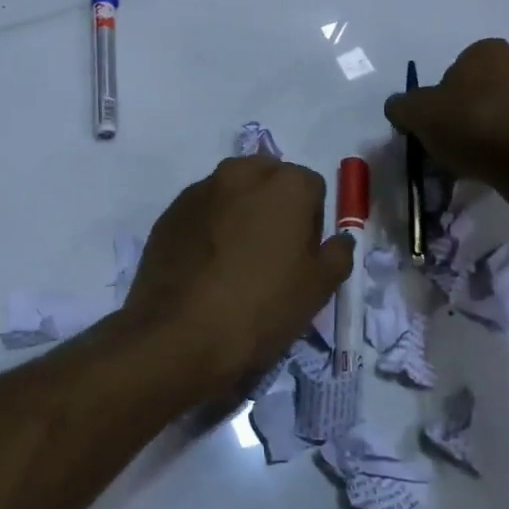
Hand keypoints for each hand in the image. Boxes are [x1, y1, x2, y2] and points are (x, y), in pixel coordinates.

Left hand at [123, 156, 354, 401]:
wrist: (178, 335)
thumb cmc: (261, 308)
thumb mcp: (318, 289)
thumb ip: (337, 254)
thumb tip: (339, 240)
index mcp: (285, 184)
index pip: (312, 188)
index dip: (312, 222)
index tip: (303, 256)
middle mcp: (240, 174)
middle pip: (268, 180)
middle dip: (274, 207)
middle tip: (271, 254)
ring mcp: (199, 191)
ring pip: (231, 193)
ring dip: (239, 214)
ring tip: (234, 262)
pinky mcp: (169, 214)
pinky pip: (200, 213)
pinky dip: (208, 228)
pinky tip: (205, 268)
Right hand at [384, 39, 508, 216]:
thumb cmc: (476, 126)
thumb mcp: (419, 114)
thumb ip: (402, 106)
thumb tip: (399, 107)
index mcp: (488, 51)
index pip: (455, 71)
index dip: (440, 101)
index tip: (435, 128)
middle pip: (483, 92)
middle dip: (469, 116)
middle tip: (453, 147)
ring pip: (508, 115)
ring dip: (494, 134)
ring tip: (477, 166)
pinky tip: (502, 172)